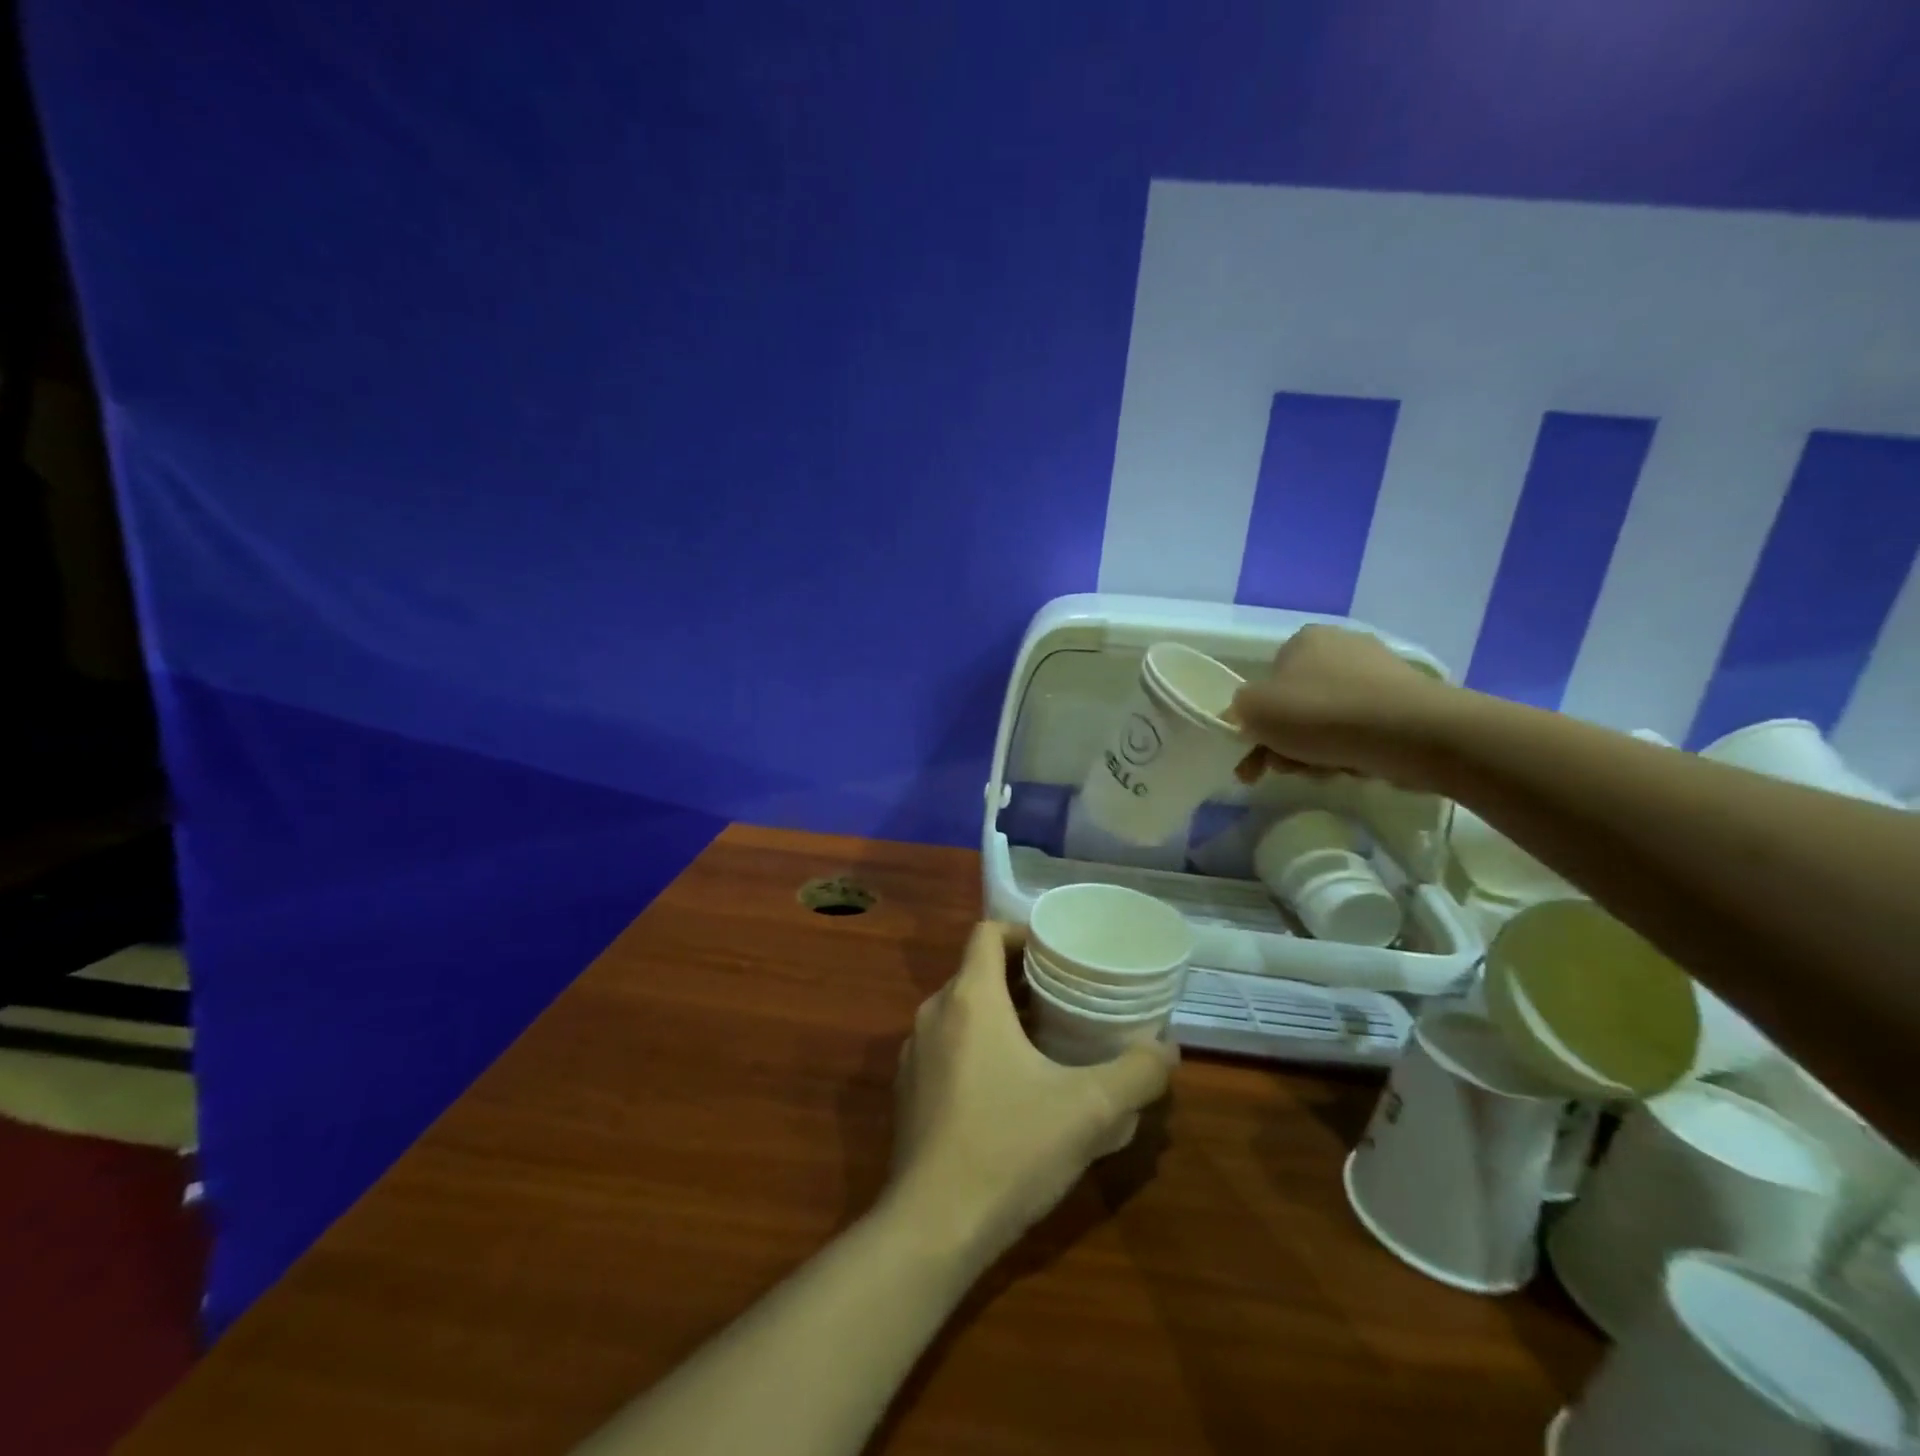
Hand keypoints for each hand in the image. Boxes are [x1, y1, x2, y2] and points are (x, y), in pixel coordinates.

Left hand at [889, 921, 1176, 1265]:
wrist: (931, 1227)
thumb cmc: (1010, 1148)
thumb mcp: (1090, 1111)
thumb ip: (1137, 1074)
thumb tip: (1167, 1049)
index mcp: (970, 999)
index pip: (987, 932)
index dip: (1022, 932)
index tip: (1058, 953)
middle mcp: (934, 1014)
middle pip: (976, 971)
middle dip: (1021, 977)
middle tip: (1066, 996)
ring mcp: (914, 1054)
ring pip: (961, 1012)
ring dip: (1000, 1014)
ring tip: (1046, 1040)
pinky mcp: (908, 1092)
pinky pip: (947, 1047)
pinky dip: (978, 1047)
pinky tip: (1010, 1089)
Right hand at [1231, 625, 1454, 788]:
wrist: (1410, 733)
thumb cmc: (1320, 713)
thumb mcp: (1253, 711)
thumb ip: (1238, 711)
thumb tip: (1246, 719)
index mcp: (1303, 639)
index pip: (1267, 681)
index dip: (1255, 722)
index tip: (1254, 754)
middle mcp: (1342, 646)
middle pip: (1297, 704)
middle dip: (1285, 742)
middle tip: (1283, 769)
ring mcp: (1379, 672)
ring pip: (1328, 721)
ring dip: (1314, 751)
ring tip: (1321, 773)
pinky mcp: (1407, 702)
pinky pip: (1362, 730)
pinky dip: (1350, 750)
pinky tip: (1352, 767)